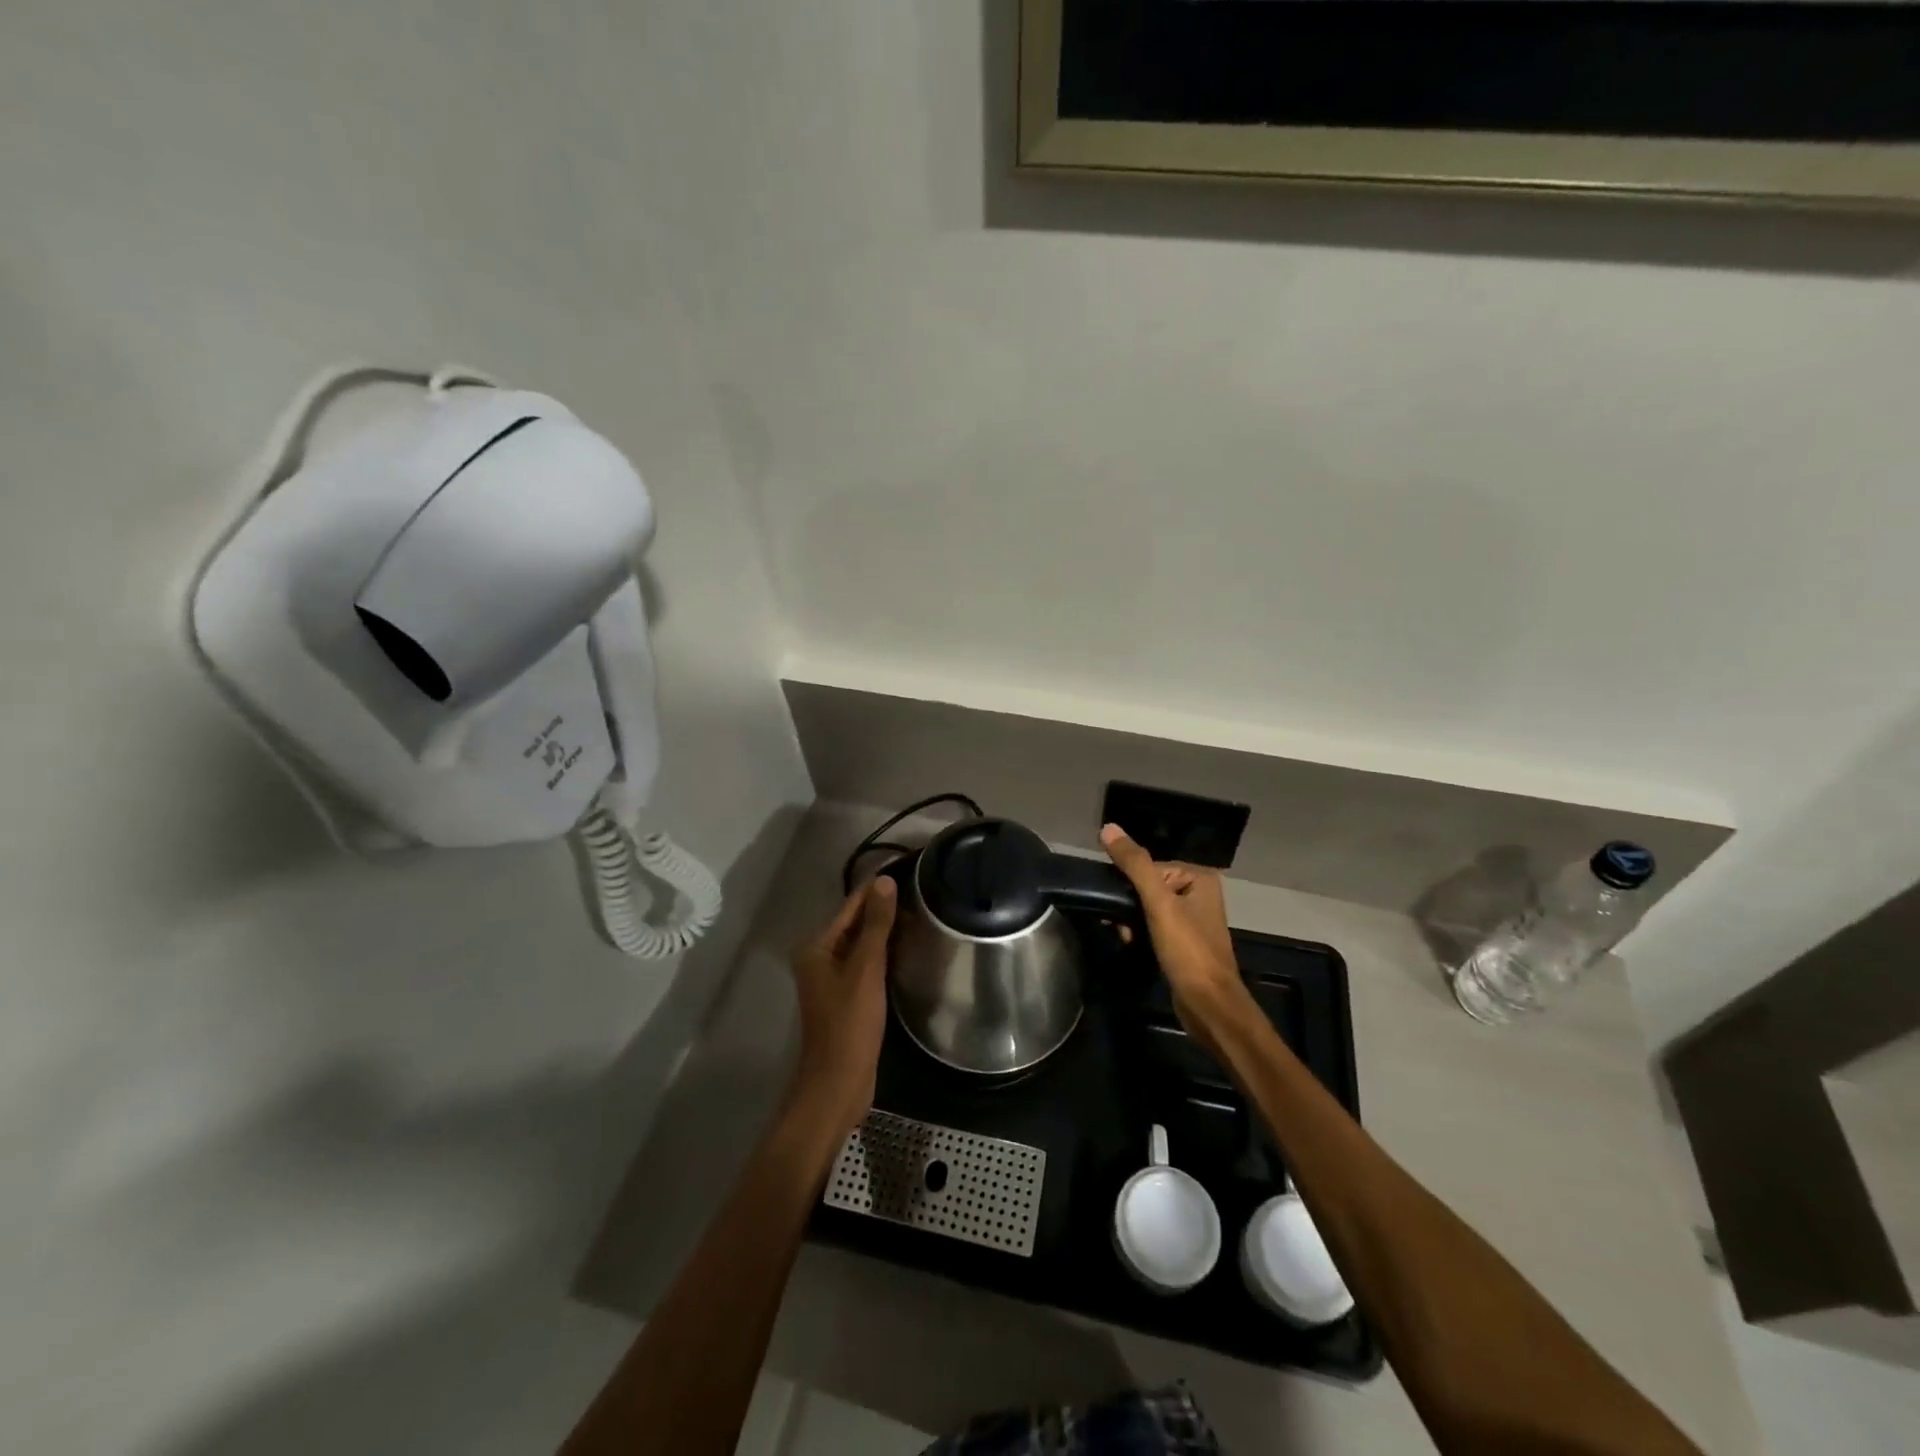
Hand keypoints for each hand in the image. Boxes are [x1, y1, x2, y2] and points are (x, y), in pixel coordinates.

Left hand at [785, 877, 896, 1137]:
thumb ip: (876, 925)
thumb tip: (885, 881)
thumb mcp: (866, 969)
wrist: (838, 1083)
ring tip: (921, 916)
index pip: (851, 906)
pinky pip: (867, 966)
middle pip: (855, 924)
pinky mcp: (848, 998)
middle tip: (922, 894)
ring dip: (886, 932)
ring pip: (863, 946)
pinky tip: (908, 950)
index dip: (877, 890)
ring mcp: (833, 980)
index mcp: (816, 947)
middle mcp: (820, 958)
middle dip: (884, 910)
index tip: (907, 871)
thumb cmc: (849, 1023)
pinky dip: (885, 955)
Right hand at [1100, 824, 1260, 1061]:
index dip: (1128, 885)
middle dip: (1129, 906)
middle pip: (1147, 887)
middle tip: (1120, 925)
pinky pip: (1152, 926)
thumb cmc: (1188, 951)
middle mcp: (1198, 893)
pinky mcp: (1183, 942)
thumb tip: (1108, 828)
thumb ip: (1135, 864)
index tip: (1118, 906)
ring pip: (1147, 908)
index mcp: (1199, 877)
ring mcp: (1191, 919)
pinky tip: (1131, 945)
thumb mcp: (1159, 903)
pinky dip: (1139, 933)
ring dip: (1131, 921)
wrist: (1208, 1005)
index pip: (1149, 867)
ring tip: (1126, 937)